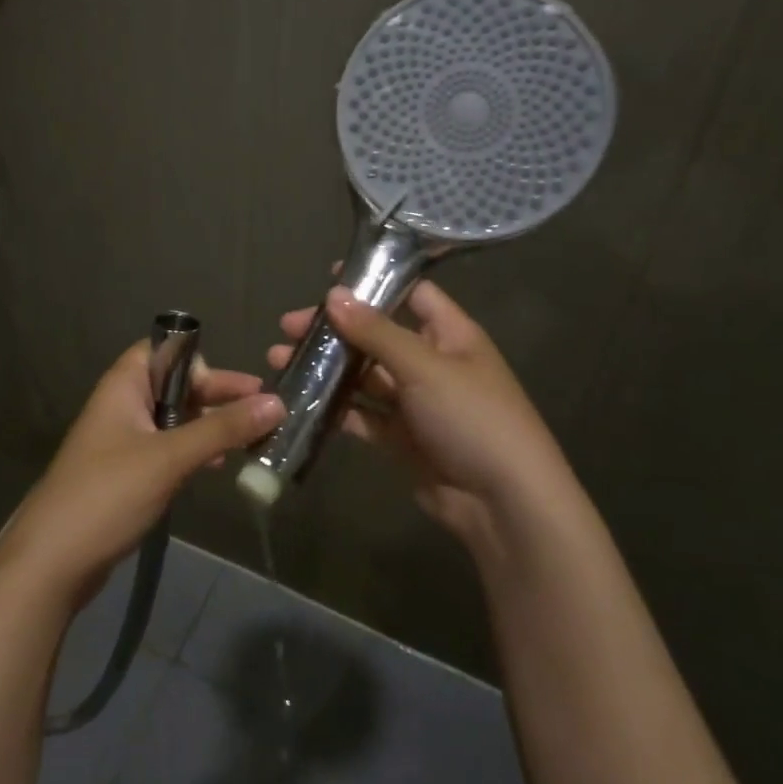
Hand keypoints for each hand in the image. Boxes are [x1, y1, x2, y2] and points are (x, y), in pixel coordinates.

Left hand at [0, 344, 283, 608]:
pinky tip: (220, 466)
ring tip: (254, 441)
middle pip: (178, 384)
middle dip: (219, 396)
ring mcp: (125, 440)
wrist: (53, 562)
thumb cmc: (108, 494)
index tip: (238, 387)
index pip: (166, 349)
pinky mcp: (130, 473)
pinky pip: (170, 449)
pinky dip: (197, 451)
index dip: (202, 362)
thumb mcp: (170, 458)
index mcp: (124, 385)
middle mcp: (124, 404)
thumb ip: (223, 429)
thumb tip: (278, 402)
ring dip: (213, 426)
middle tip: (265, 412)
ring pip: (177, 419)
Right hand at [268, 283, 575, 558]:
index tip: (327, 280)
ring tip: (280, 360)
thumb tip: (333, 294)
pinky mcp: (399, 436)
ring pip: (363, 375)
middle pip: (375, 335)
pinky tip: (299, 400)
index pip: (410, 292)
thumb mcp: (425, 367)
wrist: (503, 503)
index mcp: (449, 334)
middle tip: (288, 328)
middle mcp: (431, 362)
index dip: (373, 282)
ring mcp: (414, 401)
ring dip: (326, 367)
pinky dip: (333, 407)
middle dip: (334, 330)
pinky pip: (361, 414)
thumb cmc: (472, 418)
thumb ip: (376, 332)